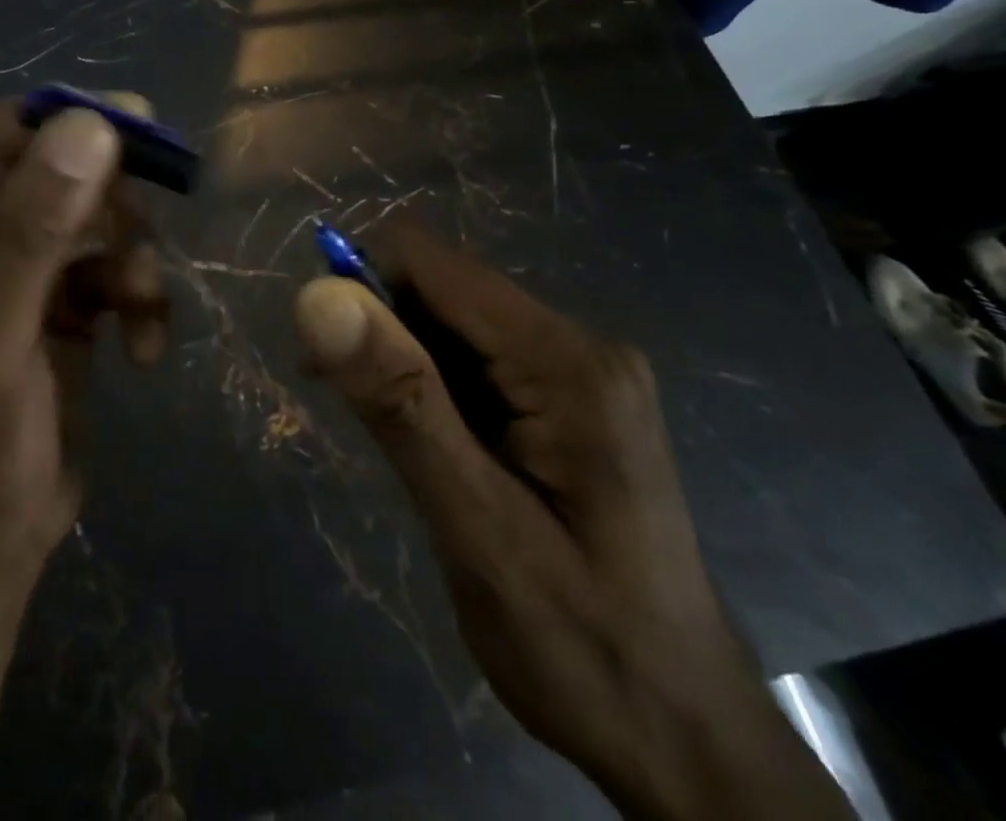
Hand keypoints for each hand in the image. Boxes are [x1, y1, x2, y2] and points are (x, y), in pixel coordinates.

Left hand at [0, 97, 168, 586]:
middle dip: (107, 199)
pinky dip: (136, 298)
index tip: (132, 121)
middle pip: (51, 171)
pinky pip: (109, 267)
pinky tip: (144, 349)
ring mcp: (14, 266)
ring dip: (128, 258)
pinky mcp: (57, 299)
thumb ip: (39, 229)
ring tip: (141, 307)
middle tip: (150, 219)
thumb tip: (92, 125)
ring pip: (91, 217)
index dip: (57, 121)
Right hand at [293, 222, 849, 820]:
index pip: (432, 264)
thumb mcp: (475, 526)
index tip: (320, 351)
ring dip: (401, 361)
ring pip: (453, 324)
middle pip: (443, 289)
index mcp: (565, 362)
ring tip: (388, 439)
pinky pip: (476, 361)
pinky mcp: (568, 402)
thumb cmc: (582, 647)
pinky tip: (426, 442)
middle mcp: (578, 346)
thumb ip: (399, 401)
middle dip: (380, 329)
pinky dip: (430, 385)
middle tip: (348, 408)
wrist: (688, 742)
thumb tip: (317, 294)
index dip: (362, 285)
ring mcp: (578, 374)